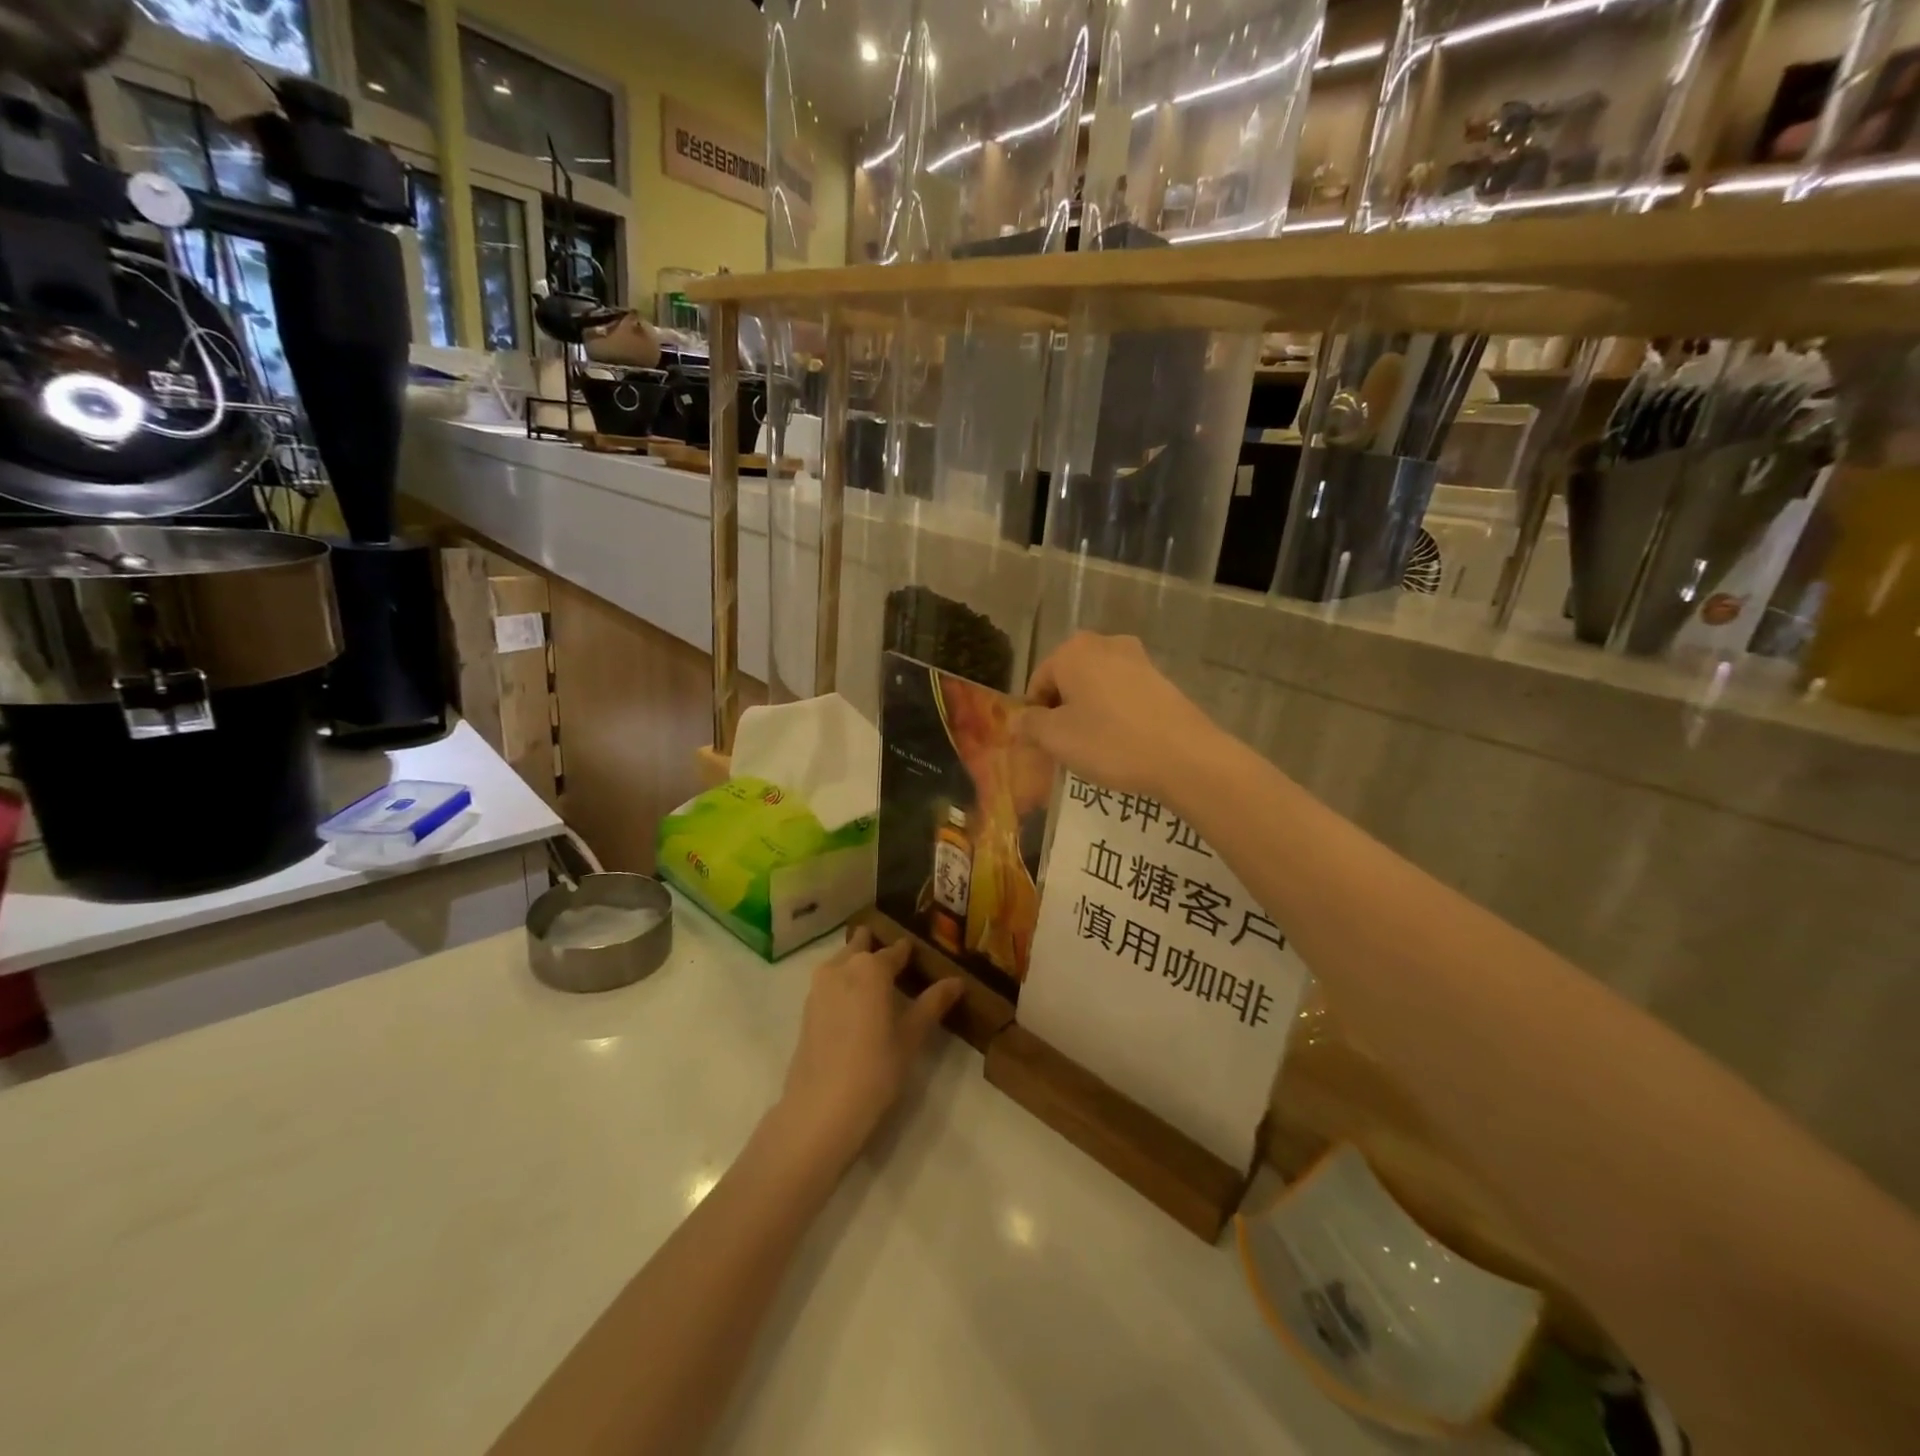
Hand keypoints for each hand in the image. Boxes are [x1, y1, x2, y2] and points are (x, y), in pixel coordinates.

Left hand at [774, 928, 964, 1169]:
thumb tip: (956, 981)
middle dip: (877, 948)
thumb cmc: (875, 1069)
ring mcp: (819, 986)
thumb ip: (933, 1003)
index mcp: (871, 967)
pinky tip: (856, 1004)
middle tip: (897, 963)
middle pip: (862, 947)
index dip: (909, 952)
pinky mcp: (806, 1008)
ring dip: (858, 964)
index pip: (896, 950)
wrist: (820, 1109)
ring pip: (843, 962)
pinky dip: (844, 983)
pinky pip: (830, 982)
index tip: (920, 955)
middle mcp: (842, 967)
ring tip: (878, 984)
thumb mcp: (911, 1037)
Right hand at [1016, 632, 1222, 803]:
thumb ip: (1029, 725)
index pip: (1038, 682)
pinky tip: (1122, 741)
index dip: (1034, 716)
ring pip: (1096, 686)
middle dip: (1062, 710)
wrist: (1184, 756)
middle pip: (1068, 679)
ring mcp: (1137, 658)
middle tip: (1066, 746)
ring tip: (1094, 747)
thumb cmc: (1109, 742)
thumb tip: (1016, 721)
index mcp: (1072, 651)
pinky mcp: (1161, 678)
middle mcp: (1104, 643)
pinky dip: (1115, 713)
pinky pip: (1123, 694)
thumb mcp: (1056, 739)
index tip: (1042, 745)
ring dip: (1089, 711)